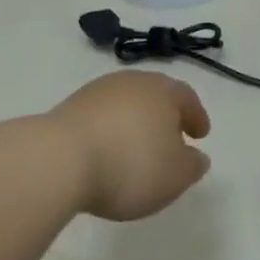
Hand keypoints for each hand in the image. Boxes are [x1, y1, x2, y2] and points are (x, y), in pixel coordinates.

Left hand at [48, 72, 212, 221]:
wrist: (59, 160)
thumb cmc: (130, 166)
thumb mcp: (174, 176)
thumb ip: (192, 166)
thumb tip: (197, 157)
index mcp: (162, 91)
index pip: (186, 97)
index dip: (196, 116)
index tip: (200, 134)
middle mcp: (131, 83)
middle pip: (154, 95)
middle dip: (165, 115)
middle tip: (171, 137)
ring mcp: (96, 93)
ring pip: (125, 104)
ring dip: (134, 123)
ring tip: (136, 149)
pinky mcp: (68, 108)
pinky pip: (100, 118)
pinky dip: (109, 131)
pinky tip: (107, 153)